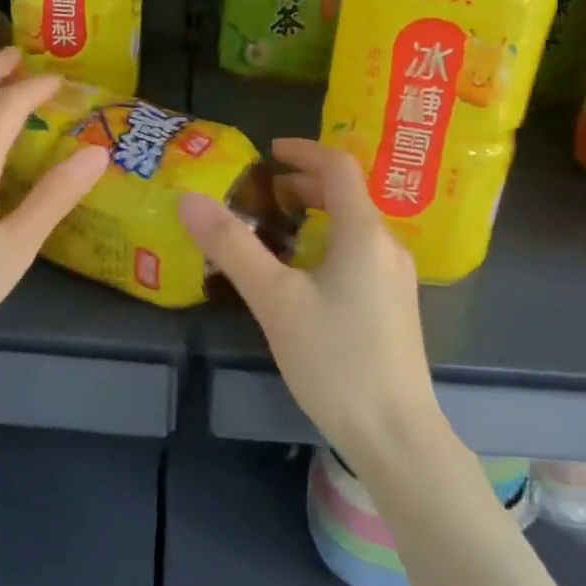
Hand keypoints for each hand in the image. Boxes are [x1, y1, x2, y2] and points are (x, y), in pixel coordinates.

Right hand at [177, 138, 438, 460]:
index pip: (340, 167)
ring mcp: (396, 279)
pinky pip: (360, 253)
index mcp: (364, 232)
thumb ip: (233, 246)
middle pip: (349, 195)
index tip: (269, 151)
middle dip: (306, 184)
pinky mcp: (394, 307)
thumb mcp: (275, 299)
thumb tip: (189, 200)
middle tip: (264, 193)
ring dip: (317, 214)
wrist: (395, 434)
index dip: (304, 151)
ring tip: (278, 229)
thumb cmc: (335, 358)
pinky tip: (304, 275)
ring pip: (355, 226)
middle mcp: (387, 246)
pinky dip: (328, 242)